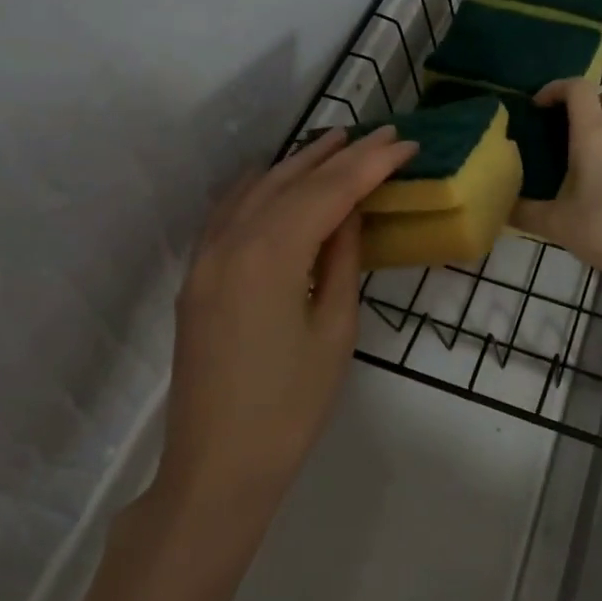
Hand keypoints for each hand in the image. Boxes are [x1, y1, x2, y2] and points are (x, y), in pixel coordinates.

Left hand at [158, 126, 417, 521]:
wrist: (217, 467)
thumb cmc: (290, 408)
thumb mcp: (334, 330)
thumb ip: (341, 259)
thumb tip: (350, 211)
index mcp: (270, 255)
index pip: (329, 191)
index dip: (370, 164)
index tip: (404, 143)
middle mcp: (231, 241)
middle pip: (293, 181)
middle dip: (340, 154)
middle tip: (380, 133)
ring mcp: (206, 256)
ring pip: (258, 188)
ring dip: (299, 163)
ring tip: (337, 141)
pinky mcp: (197, 274)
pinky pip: (230, 210)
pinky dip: (262, 186)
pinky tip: (280, 178)